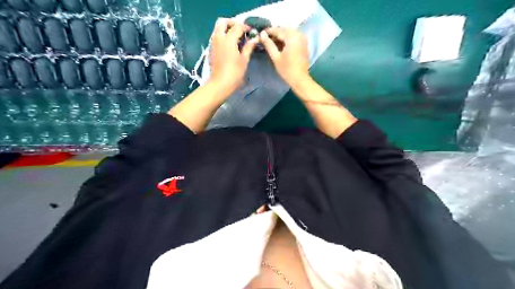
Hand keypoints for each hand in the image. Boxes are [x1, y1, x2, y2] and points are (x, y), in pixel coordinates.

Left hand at [208, 18, 257, 95]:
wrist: (220, 83)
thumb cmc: (234, 73)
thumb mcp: (244, 60)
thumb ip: (249, 47)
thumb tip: (255, 39)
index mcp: (228, 39)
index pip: (237, 27)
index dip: (245, 28)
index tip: (251, 32)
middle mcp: (219, 37)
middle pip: (223, 22)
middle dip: (232, 23)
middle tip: (240, 31)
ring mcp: (213, 43)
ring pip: (218, 29)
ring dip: (226, 29)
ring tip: (236, 39)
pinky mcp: (211, 49)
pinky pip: (216, 37)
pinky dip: (223, 36)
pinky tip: (230, 46)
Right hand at [262, 27, 308, 86]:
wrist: (300, 79)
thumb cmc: (286, 70)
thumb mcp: (275, 57)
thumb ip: (268, 44)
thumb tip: (261, 34)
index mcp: (292, 37)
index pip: (278, 30)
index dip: (268, 31)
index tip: (261, 33)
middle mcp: (299, 34)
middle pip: (284, 30)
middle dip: (275, 33)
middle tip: (266, 38)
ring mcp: (303, 39)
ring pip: (289, 32)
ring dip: (281, 36)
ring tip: (272, 42)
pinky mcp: (304, 43)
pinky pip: (294, 36)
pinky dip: (287, 39)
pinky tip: (281, 45)